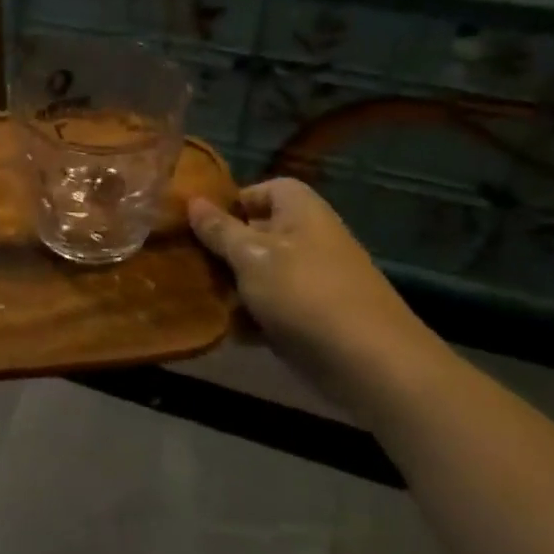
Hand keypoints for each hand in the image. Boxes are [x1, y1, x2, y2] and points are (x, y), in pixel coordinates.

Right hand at [188, 179, 447, 419]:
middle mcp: (308, 239)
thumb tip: (193, 201)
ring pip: (259, 275)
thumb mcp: (251, 256)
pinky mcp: (310, 319)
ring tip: (193, 297)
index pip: (263, 190)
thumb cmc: (304, 294)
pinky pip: (270, 310)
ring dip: (229, 287)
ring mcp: (311, 281)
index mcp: (300, 211)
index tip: (198, 224)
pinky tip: (220, 329)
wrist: (370, 363)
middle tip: (183, 262)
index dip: (231, 202)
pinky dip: (248, 319)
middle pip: (256, 234)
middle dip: (220, 249)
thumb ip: (219, 230)